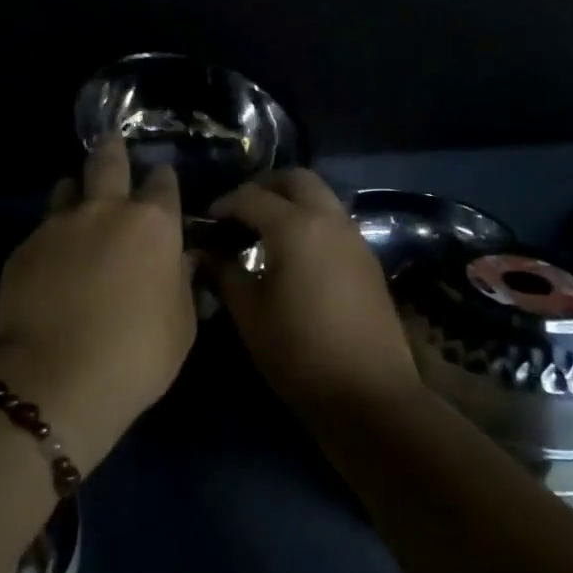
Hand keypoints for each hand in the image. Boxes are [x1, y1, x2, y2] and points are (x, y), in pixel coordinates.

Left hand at [0, 139, 196, 471]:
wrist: (56, 377)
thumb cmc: (136, 355)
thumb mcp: (181, 325)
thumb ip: (181, 283)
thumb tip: (179, 261)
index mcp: (152, 225)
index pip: (163, 183)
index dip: (164, 181)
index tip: (162, 182)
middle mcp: (105, 211)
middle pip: (107, 162)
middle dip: (113, 150)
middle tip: (112, 145)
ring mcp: (58, 225)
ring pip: (67, 188)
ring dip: (77, 191)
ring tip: (78, 204)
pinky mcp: (23, 248)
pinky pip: (42, 228)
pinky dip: (52, 235)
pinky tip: (52, 259)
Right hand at [209, 171, 420, 418]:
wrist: (367, 393)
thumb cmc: (297, 351)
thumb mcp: (249, 313)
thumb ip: (224, 273)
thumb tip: (205, 253)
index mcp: (295, 227)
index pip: (251, 197)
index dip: (223, 203)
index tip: (205, 220)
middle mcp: (329, 220)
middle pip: (296, 180)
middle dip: (264, 186)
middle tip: (238, 211)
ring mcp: (354, 239)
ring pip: (321, 198)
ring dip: (291, 202)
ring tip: (262, 232)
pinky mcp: (367, 261)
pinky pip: (334, 223)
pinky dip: (310, 222)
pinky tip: (292, 255)